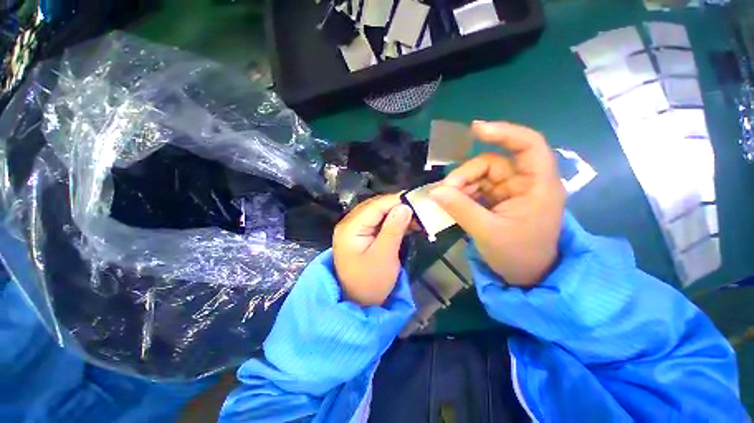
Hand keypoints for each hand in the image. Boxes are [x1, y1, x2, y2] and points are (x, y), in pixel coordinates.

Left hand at [333, 195, 413, 305]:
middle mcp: (349, 223)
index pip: (374, 206)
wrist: (358, 303)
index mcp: (350, 227)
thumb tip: (405, 206)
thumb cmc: (370, 283)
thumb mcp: (384, 256)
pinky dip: (392, 222)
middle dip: (397, 206)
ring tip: (416, 217)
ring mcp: (355, 229)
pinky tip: (406, 224)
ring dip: (396, 214)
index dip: (396, 201)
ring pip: (378, 213)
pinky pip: (378, 222)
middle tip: (419, 209)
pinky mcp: (362, 235)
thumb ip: (393, 229)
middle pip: (375, 207)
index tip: (417, 200)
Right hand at [430, 121, 565, 286]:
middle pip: (492, 163)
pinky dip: (462, 194)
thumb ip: (460, 209)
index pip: (528, 145)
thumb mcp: (487, 232)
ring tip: (446, 201)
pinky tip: (453, 204)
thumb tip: (435, 191)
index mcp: (537, 186)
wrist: (525, 276)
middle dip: (466, 175)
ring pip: (480, 176)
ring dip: (461, 186)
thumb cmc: (517, 255)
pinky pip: (476, 188)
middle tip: (445, 192)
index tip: (475, 130)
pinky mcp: (498, 199)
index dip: (503, 132)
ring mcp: (510, 191)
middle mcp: (525, 183)